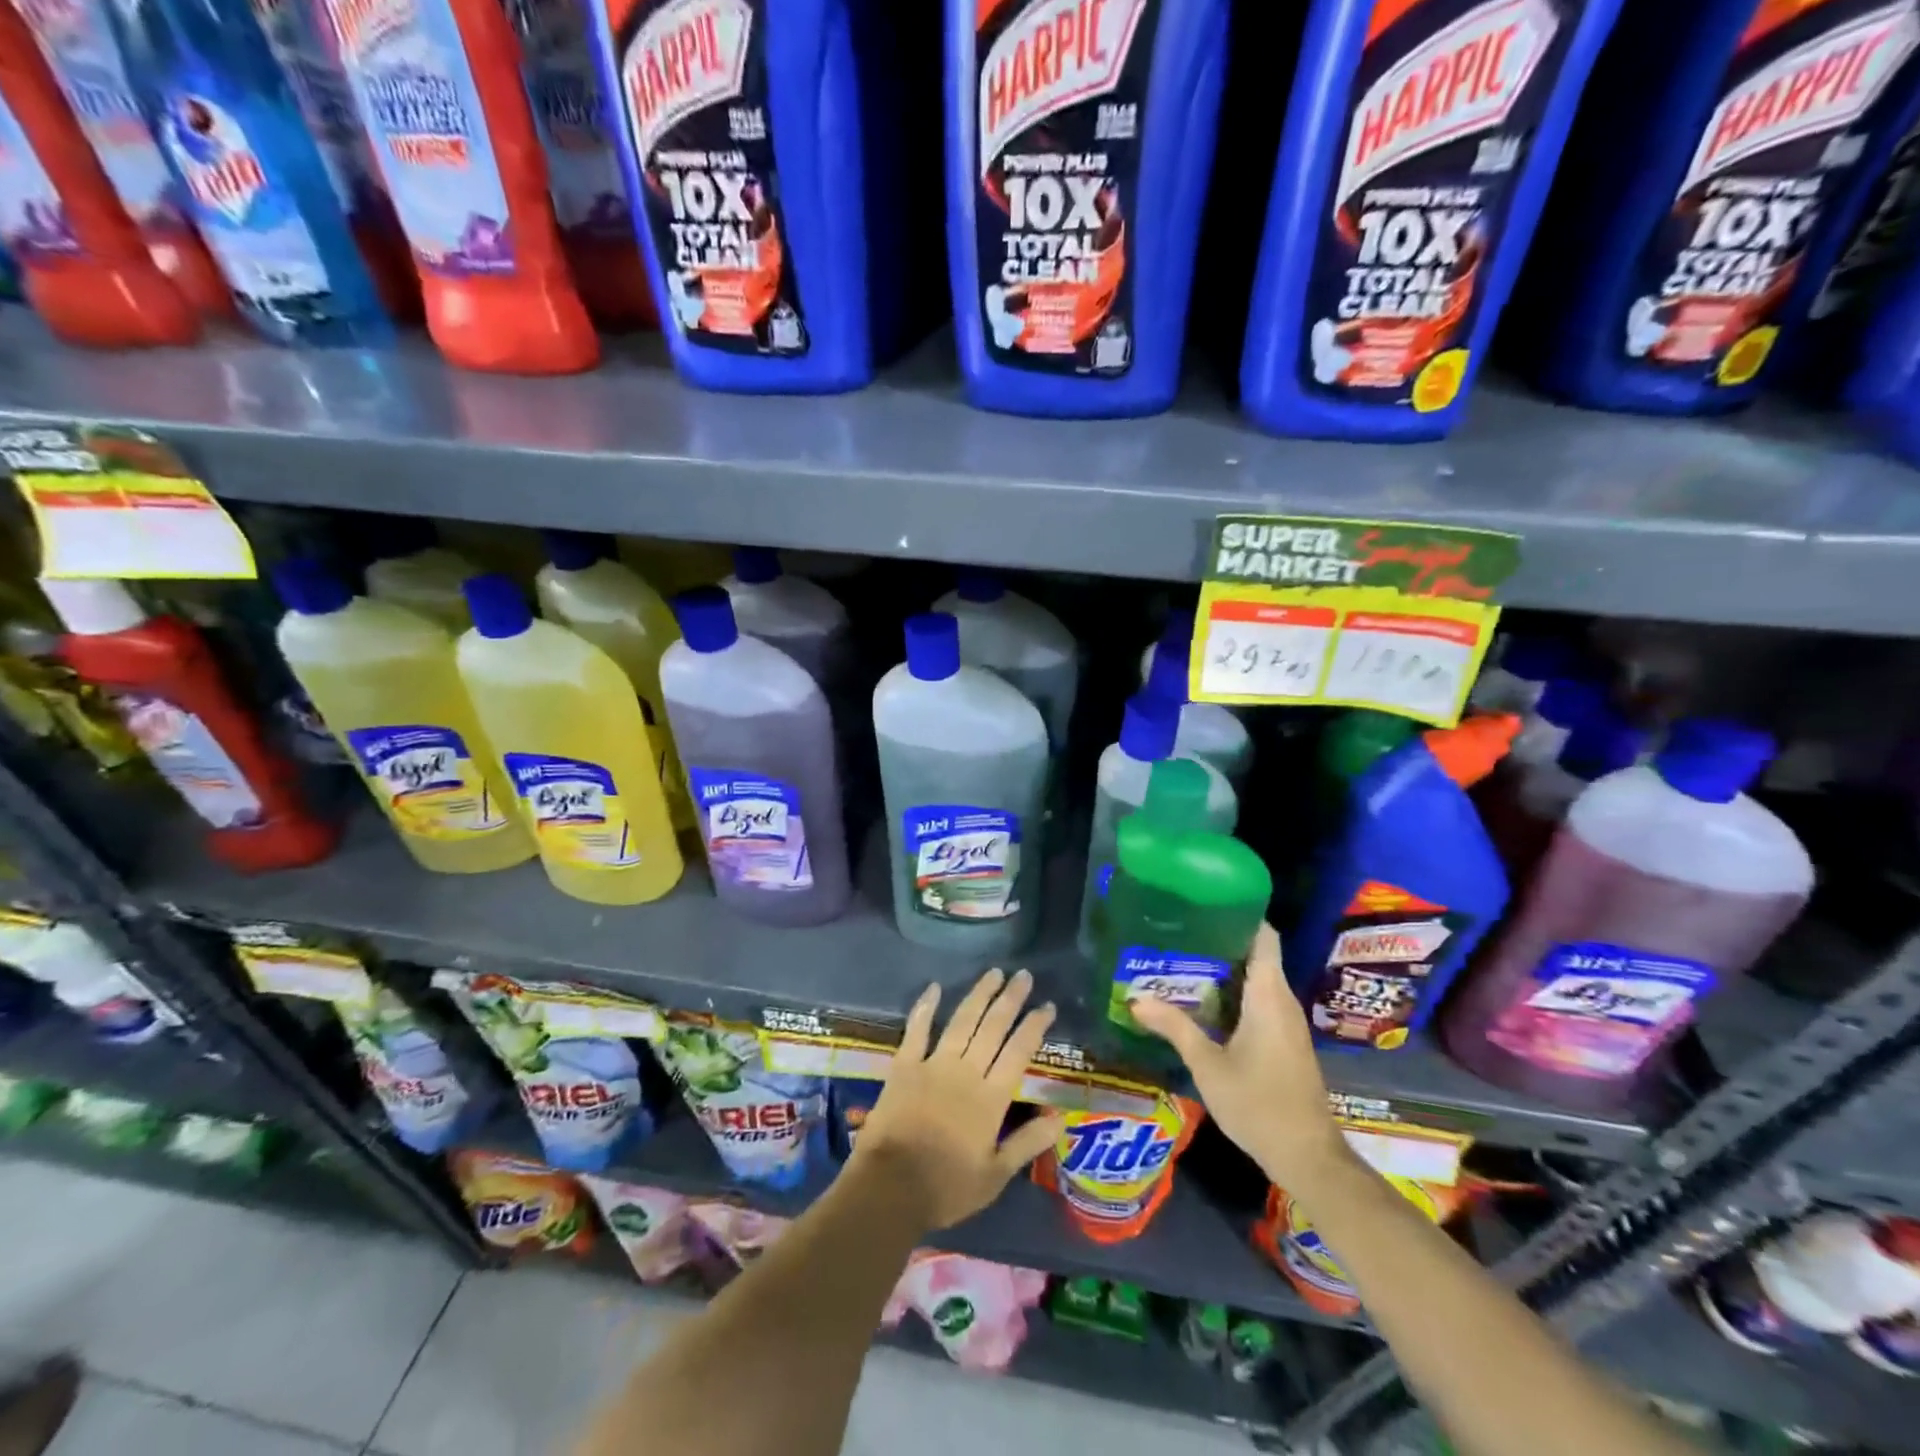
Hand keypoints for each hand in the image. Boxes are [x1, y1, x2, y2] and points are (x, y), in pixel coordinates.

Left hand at [851, 969, 1064, 1230]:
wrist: (890, 1188)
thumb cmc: (946, 1187)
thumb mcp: (995, 1175)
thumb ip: (1028, 1143)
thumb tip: (1060, 1118)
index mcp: (991, 1098)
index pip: (1019, 1052)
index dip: (1035, 1026)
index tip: (1047, 1006)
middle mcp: (966, 1072)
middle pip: (993, 1027)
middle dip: (1011, 999)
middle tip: (1024, 975)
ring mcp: (933, 1064)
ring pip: (962, 1021)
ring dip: (979, 995)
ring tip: (994, 973)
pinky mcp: (904, 1066)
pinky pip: (916, 1030)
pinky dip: (925, 1007)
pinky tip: (934, 987)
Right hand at [1130, 924, 1348, 1188]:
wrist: (1307, 1156)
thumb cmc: (1258, 1103)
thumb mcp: (1207, 1064)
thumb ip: (1173, 1027)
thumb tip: (1135, 998)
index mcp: (1268, 995)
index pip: (1263, 937)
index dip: (1239, 915)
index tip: (1204, 904)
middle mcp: (1282, 1001)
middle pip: (1256, 955)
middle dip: (1219, 941)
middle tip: (1178, 933)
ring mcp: (1287, 1023)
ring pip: (1258, 980)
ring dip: (1225, 970)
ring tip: (1182, 961)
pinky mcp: (1286, 1041)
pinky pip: (1260, 1002)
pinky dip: (1234, 994)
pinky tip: (1204, 1002)